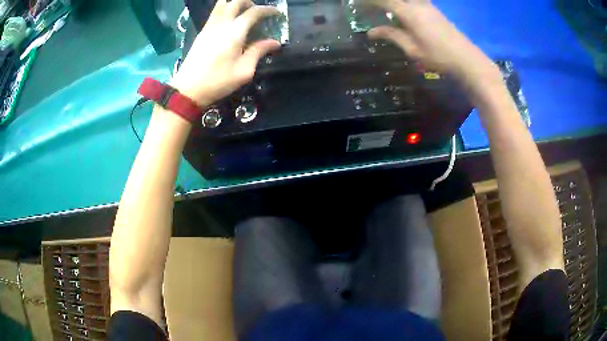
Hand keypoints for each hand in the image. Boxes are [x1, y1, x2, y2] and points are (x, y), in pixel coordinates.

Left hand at [171, 0, 280, 106]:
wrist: (188, 89)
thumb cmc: (218, 82)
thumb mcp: (244, 71)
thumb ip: (259, 52)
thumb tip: (275, 42)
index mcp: (234, 32)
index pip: (254, 12)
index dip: (268, 10)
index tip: (276, 13)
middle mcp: (221, 24)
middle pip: (236, 2)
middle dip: (250, 3)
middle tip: (258, 12)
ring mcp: (209, 26)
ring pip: (222, 4)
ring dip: (234, 3)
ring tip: (243, 13)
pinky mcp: (202, 32)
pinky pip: (214, 13)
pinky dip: (224, 10)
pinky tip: (229, 21)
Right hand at [366, 0, 498, 86]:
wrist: (466, 59)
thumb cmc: (438, 56)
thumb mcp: (412, 49)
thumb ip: (392, 36)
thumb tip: (370, 32)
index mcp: (409, 13)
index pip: (384, 1)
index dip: (370, 1)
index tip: (359, 4)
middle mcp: (418, 4)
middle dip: (384, 1)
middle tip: (374, 6)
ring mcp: (428, 6)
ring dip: (397, 2)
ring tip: (389, 9)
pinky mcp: (435, 10)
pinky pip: (417, 0)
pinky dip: (407, 2)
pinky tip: (405, 9)